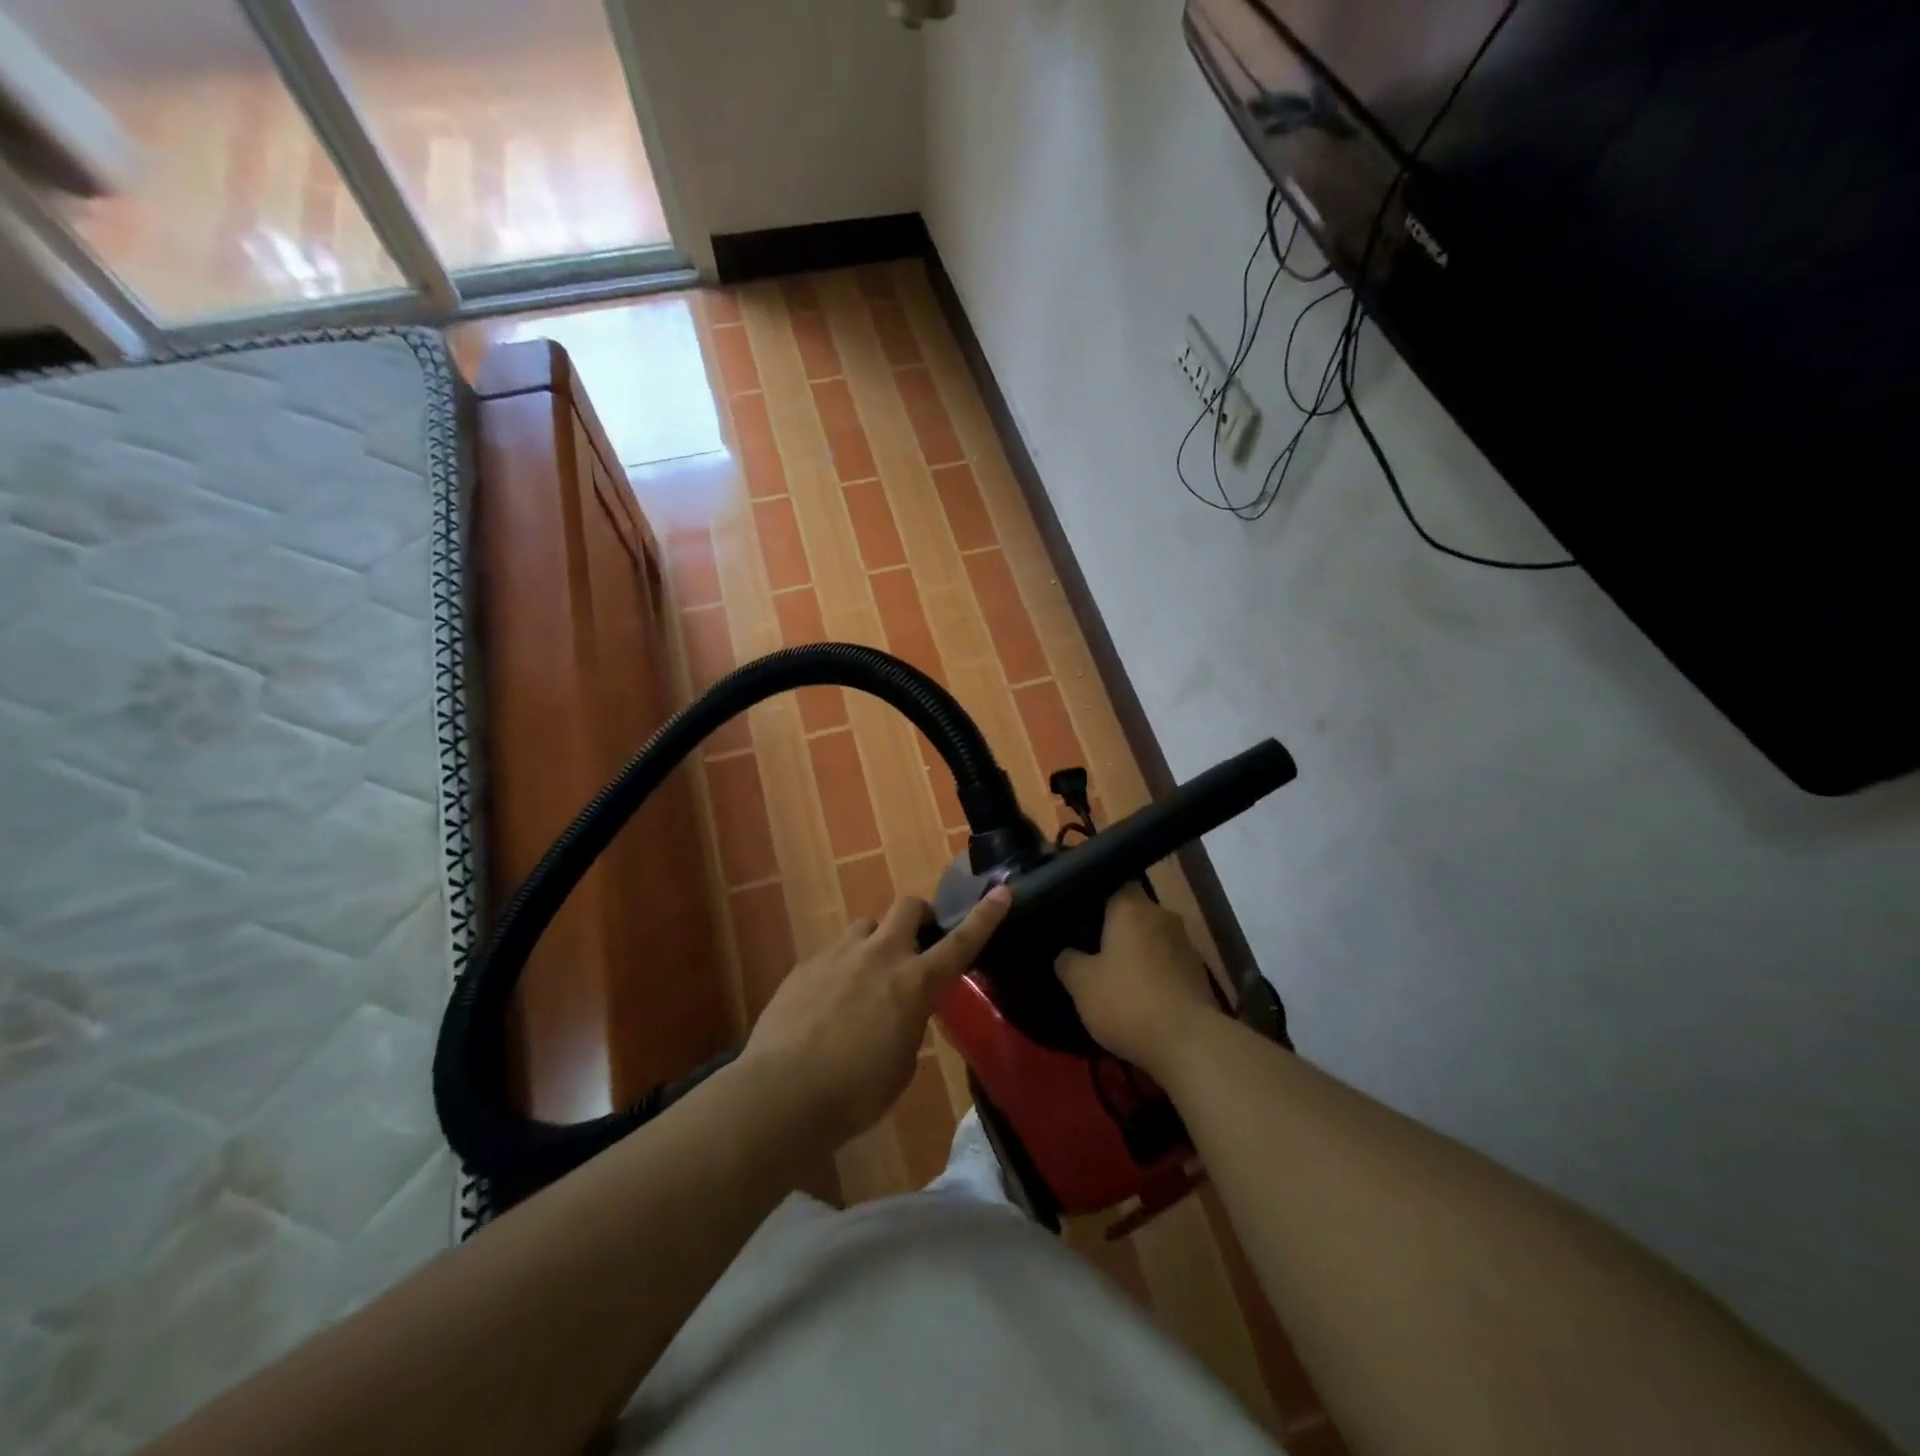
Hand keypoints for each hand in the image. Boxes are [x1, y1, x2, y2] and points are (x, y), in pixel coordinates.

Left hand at [742, 887, 1011, 1145]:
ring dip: (875, 943)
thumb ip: (909, 1024)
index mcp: (915, 982)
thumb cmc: (856, 1091)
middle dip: (919, 916)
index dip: (985, 916)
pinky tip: (828, 1002)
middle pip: (908, 906)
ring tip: (865, 977)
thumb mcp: (902, 1064)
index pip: (961, 942)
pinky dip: (841, 968)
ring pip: (866, 925)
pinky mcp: (806, 963)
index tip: (1002, 891)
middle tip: (916, 942)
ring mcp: (840, 953)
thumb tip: (900, 1012)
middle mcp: (881, 955)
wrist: (782, 1092)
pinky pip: (833, 952)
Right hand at [1055, 886, 1224, 1079]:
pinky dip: (1156, 974)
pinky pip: (1169, 963)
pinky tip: (1142, 997)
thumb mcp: (1081, 984)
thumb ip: (1068, 961)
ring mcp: (1186, 944)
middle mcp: (1162, 916)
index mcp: (1132, 908)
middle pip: (1136, 912)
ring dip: (1139, 952)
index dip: (1097, 898)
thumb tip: (1066, 953)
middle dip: (1118, 929)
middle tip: (1094, 950)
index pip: (1115, 884)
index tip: (1081, 918)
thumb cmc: (1128, 1001)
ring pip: (1153, 938)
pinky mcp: (1200, 973)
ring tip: (1118, 977)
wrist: (1189, 1043)